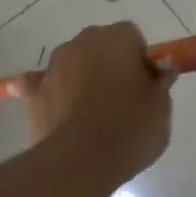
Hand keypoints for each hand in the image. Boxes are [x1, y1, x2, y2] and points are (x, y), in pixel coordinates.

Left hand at [29, 22, 173, 185]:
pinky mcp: (34, 92)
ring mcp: (53, 66)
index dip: (140, 58)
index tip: (146, 84)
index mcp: (114, 38)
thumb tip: (160, 71)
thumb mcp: (161, 108)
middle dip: (110, 64)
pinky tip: (60, 112)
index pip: (131, 36)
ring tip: (93, 114)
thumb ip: (160, 83)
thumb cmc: (128, 130)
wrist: (79, 161)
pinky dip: (52, 93)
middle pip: (99, 45)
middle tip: (123, 99)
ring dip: (82, 77)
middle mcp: (80, 43)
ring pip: (73, 63)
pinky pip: (44, 85)